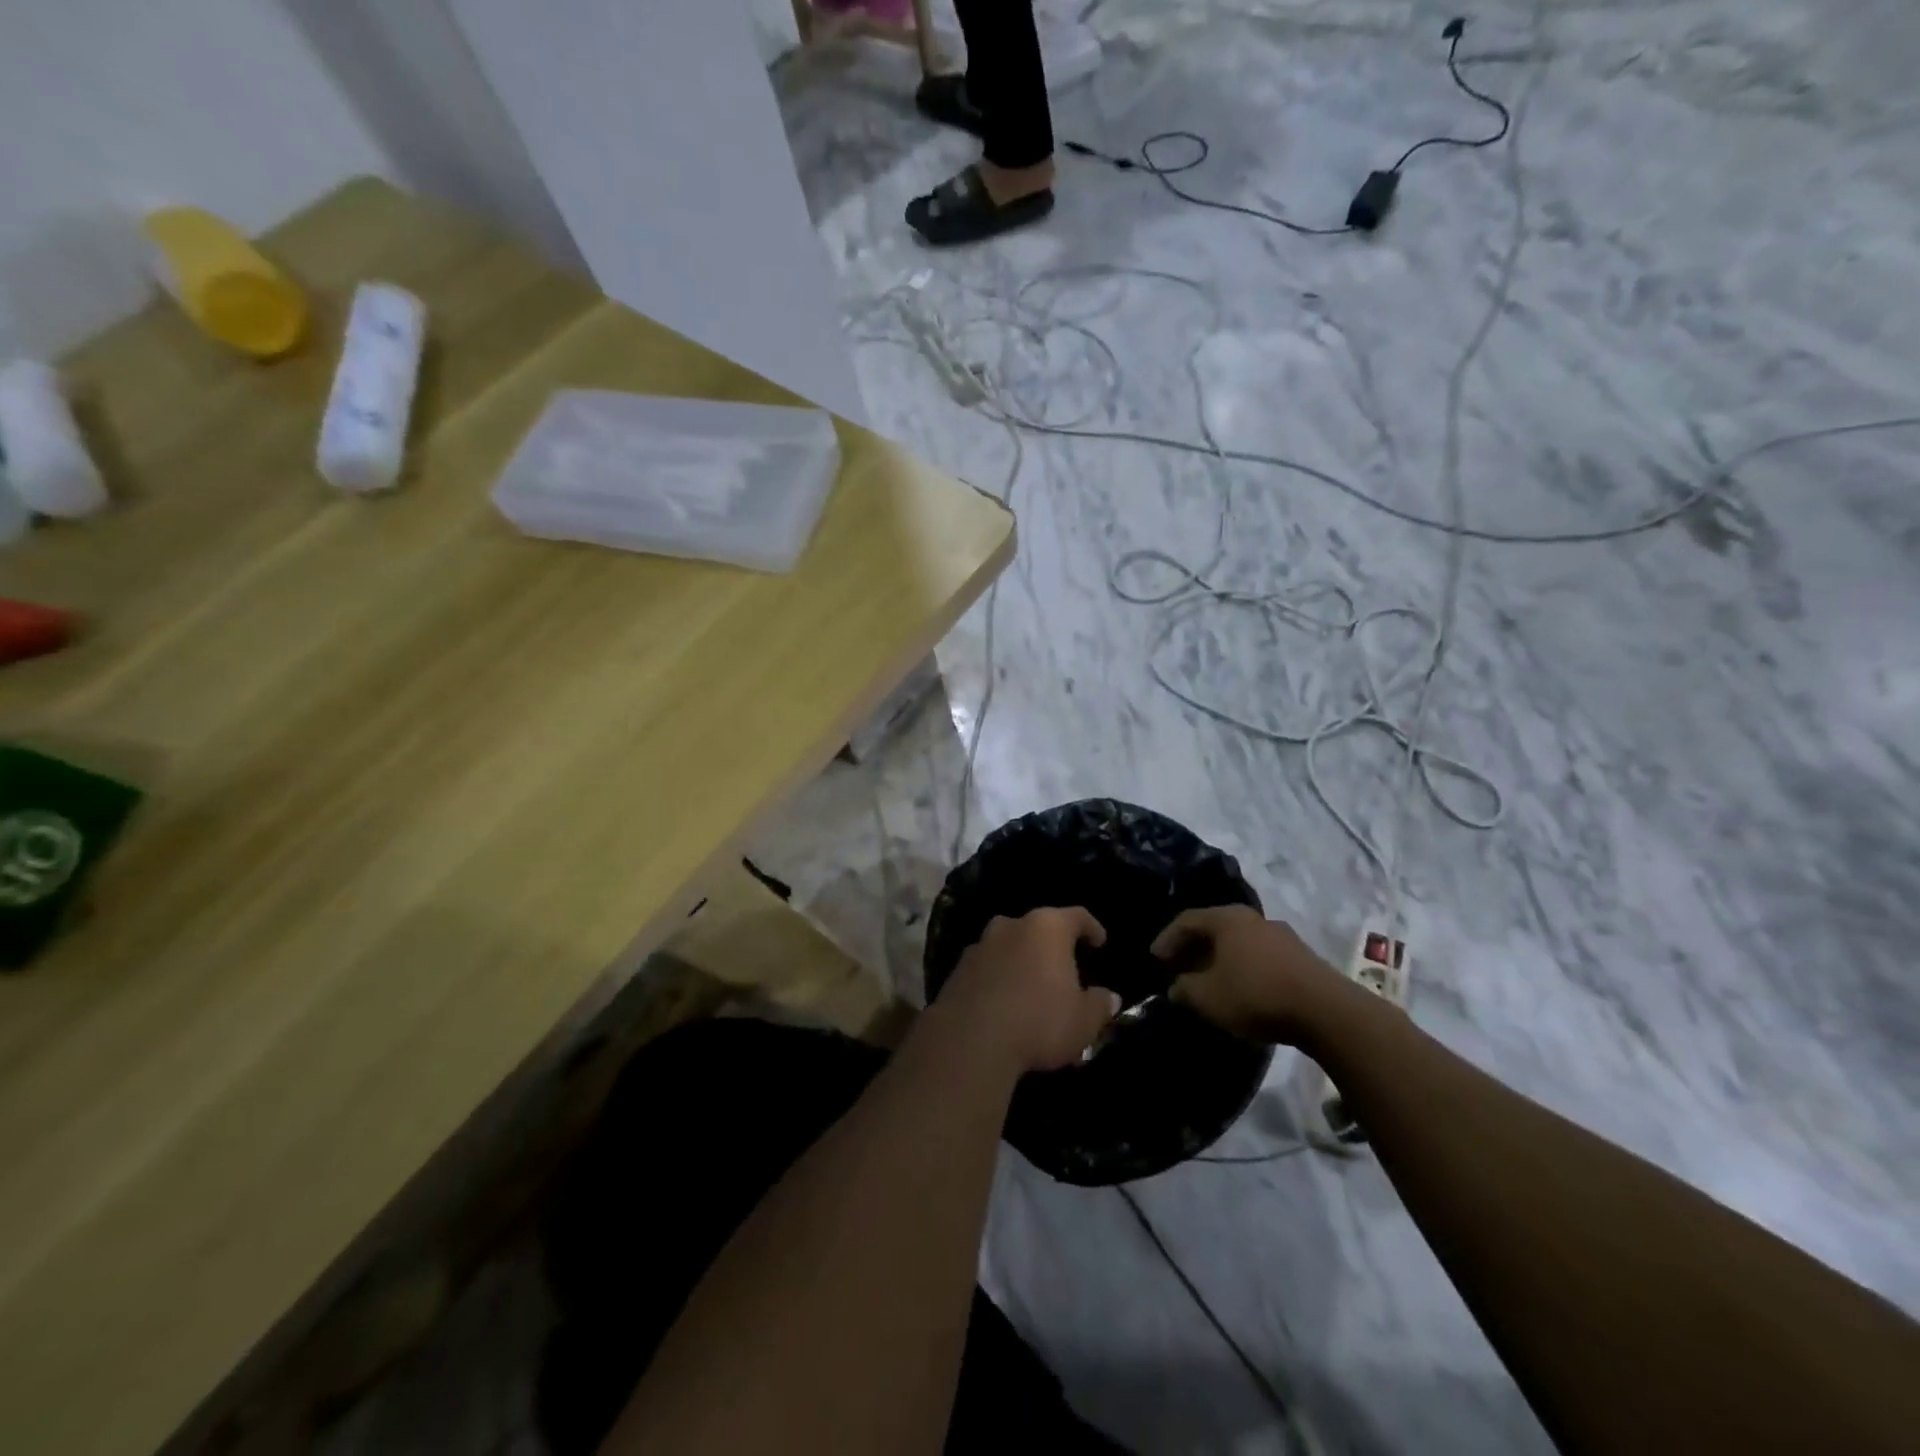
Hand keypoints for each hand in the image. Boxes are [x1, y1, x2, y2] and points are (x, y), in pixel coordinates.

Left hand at [935, 908, 1120, 1072]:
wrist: (970, 1040)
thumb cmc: (1039, 1021)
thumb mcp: (1083, 1021)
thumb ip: (1100, 1005)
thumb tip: (1108, 997)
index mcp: (1047, 928)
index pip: (1077, 916)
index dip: (1091, 928)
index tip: (1099, 942)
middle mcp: (1012, 925)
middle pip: (1039, 929)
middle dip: (1052, 947)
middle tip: (1064, 970)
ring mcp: (980, 945)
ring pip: (1010, 946)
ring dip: (1022, 961)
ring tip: (1032, 989)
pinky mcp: (958, 969)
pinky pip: (988, 968)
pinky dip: (999, 979)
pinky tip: (1005, 1003)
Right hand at [1152, 905, 1352, 1046]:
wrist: (1326, 1011)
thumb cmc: (1256, 995)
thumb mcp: (1207, 997)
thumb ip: (1184, 989)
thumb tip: (1177, 987)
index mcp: (1227, 919)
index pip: (1186, 920)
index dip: (1167, 939)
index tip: (1155, 959)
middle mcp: (1253, 918)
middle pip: (1214, 929)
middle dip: (1193, 949)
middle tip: (1178, 969)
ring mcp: (1281, 936)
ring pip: (1239, 943)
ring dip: (1219, 959)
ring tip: (1209, 981)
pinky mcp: (1301, 957)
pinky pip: (1259, 956)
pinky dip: (1242, 968)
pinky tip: (1241, 989)